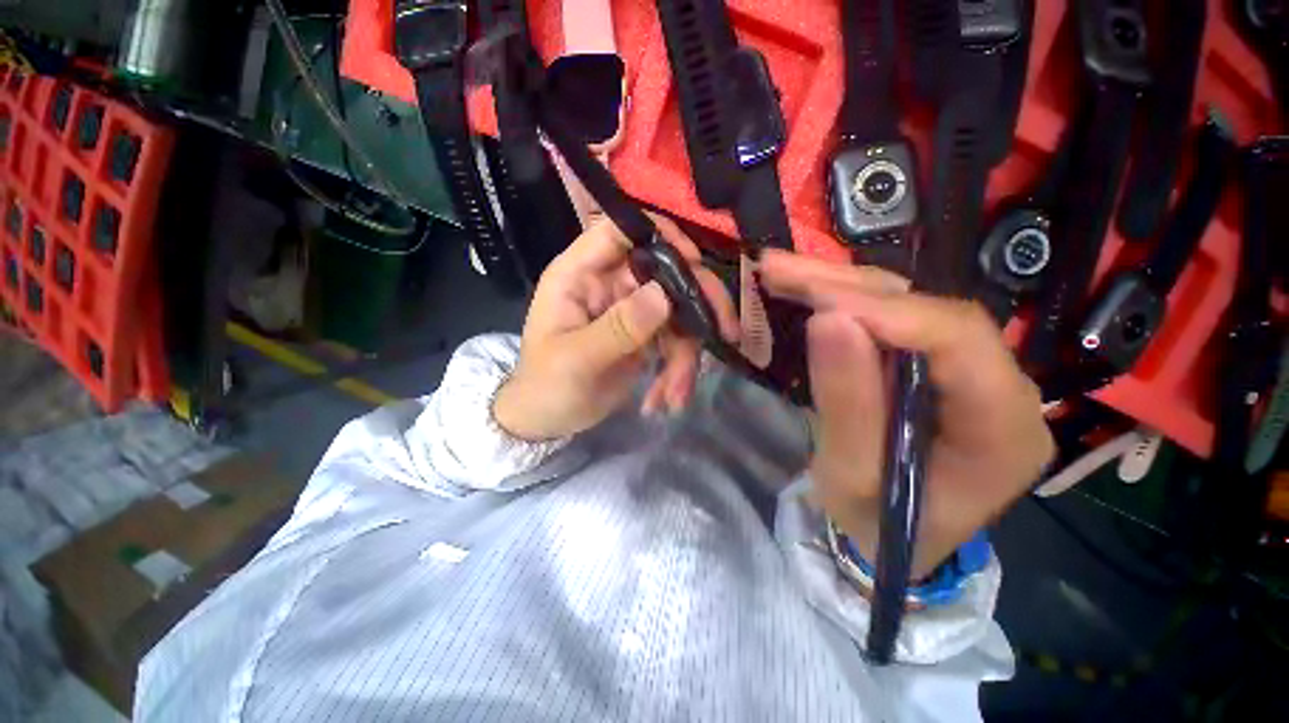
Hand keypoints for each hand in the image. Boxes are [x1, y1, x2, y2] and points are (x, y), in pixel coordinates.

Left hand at [493, 215, 738, 440]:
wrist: (547, 420)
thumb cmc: (545, 386)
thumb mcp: (576, 360)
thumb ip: (618, 327)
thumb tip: (664, 296)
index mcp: (580, 275)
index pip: (621, 231)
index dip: (661, 236)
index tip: (696, 262)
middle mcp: (610, 284)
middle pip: (666, 272)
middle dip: (698, 304)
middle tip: (725, 332)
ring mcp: (631, 310)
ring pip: (678, 314)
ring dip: (685, 357)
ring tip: (673, 397)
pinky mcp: (645, 336)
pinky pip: (676, 342)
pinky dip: (677, 371)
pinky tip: (666, 400)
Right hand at [759, 251, 1054, 579]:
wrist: (889, 538)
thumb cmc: (876, 524)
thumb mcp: (853, 478)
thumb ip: (848, 403)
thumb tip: (829, 320)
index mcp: (1004, 429)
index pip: (962, 342)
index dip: (890, 313)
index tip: (818, 303)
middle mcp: (1001, 385)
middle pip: (931, 310)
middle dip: (849, 287)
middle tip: (780, 270)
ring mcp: (967, 369)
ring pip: (906, 303)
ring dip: (838, 285)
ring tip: (780, 271)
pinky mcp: (933, 363)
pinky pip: (888, 318)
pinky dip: (841, 299)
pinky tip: (802, 286)